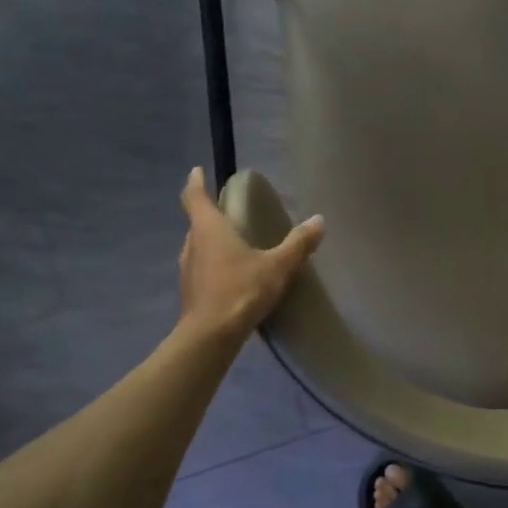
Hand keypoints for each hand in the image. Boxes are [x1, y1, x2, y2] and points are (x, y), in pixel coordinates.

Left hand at [177, 167, 323, 340]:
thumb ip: (298, 243)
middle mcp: (193, 244)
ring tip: (233, 241)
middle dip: (210, 213)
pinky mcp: (191, 291)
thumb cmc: (241, 290)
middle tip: (228, 210)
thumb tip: (319, 220)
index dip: (196, 182)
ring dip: (211, 240)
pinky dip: (214, 264)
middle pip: (197, 222)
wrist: (210, 336)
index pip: (194, 197)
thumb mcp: (277, 266)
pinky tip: (232, 274)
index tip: (198, 171)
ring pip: (198, 246)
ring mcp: (188, 269)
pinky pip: (202, 268)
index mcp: (209, 229)